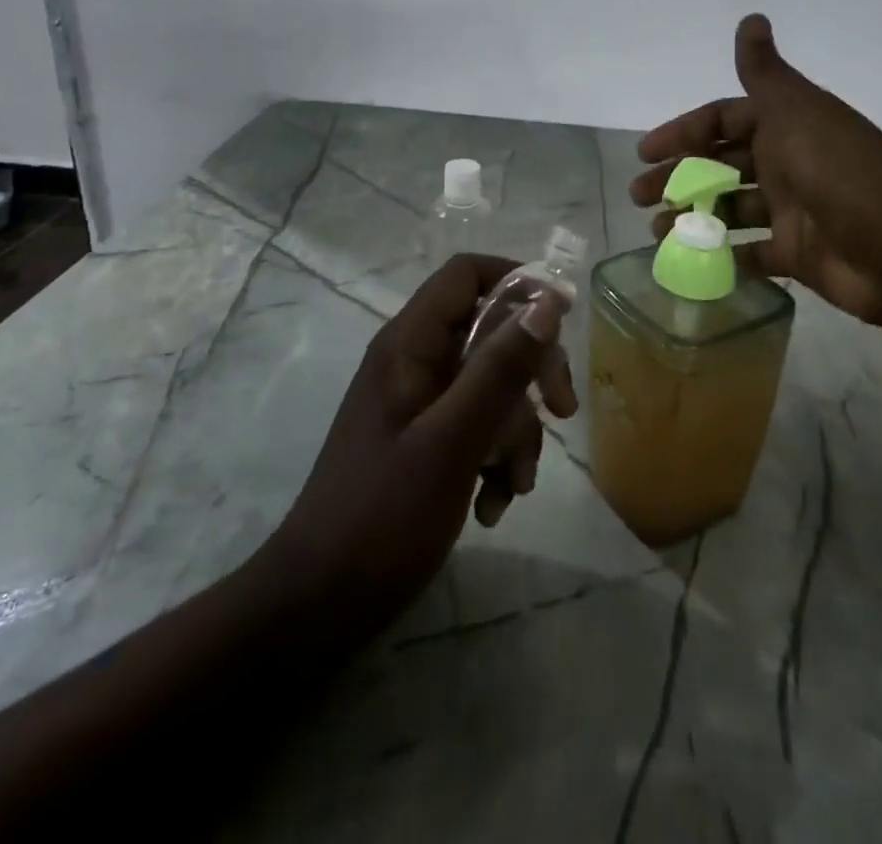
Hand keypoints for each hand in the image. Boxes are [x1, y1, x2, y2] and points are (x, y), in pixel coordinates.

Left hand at [268, 254, 575, 641]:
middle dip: (531, 370)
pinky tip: (493, 503)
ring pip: (492, 385)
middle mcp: (415, 362)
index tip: (562, 320)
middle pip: (490, 331)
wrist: (319, 606)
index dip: (517, 283)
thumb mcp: (452, 440)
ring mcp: (420, 403)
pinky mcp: (426, 441)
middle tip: (562, 410)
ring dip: (517, 430)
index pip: (466, 274)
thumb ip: (499, 368)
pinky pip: (478, 426)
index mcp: (409, 344)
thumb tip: (546, 302)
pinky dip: (496, 458)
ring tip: (514, 485)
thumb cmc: (381, 517)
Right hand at [632, 15, 881, 346]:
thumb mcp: (797, 113)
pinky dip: (722, 256)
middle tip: (639, 196)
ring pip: (729, 208)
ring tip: (656, 233)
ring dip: (693, 217)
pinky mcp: (795, 254)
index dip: (684, 131)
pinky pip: (750, 253)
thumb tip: (751, 16)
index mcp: (787, 126)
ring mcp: (792, 210)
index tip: (646, 152)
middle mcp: (787, 163)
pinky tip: (690, 260)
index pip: (724, 120)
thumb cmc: (840, 173)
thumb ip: (765, 72)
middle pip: (720, 164)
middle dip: (678, 177)